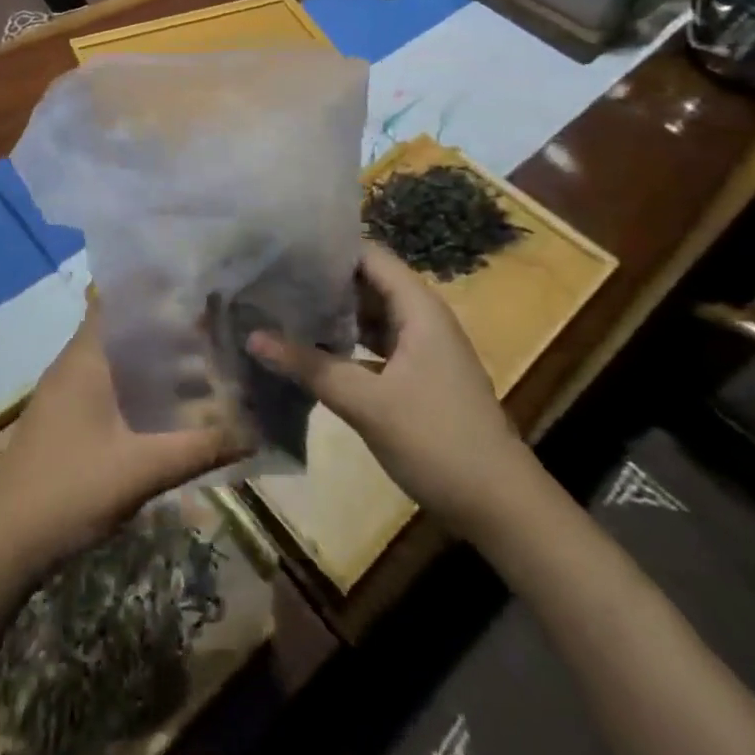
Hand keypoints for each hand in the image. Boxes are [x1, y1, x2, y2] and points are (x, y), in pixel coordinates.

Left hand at [0, 304, 245, 578]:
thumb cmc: (69, 489)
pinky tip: (174, 409)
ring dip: (158, 361)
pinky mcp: (68, 418)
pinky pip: (112, 386)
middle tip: (217, 325)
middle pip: (126, 328)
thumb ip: (199, 447)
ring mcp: (68, 392)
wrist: (2, 543)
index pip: (118, 297)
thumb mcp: (141, 468)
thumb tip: (255, 431)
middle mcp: (76, 363)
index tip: (194, 280)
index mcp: (87, 357)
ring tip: (208, 365)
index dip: (153, 284)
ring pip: (121, 360)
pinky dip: (143, 387)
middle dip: (169, 326)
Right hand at [247, 243, 536, 538]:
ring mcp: (421, 348)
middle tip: (270, 276)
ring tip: (280, 305)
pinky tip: (310, 350)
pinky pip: (374, 344)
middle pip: (366, 282)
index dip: (327, 247)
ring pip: (369, 315)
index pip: (368, 255)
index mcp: (417, 307)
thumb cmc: (438, 440)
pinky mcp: (418, 376)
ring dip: (332, 312)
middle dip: (322, 280)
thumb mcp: (367, 402)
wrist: (501, 508)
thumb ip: (310, 366)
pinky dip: (345, 342)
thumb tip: (252, 336)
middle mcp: (421, 317)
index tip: (282, 246)